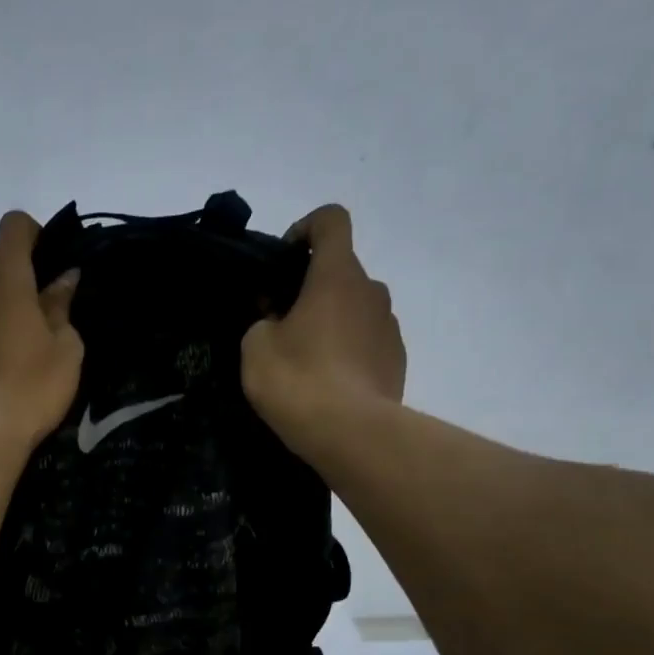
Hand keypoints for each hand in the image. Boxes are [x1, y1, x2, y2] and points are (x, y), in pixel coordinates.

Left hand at [0, 211, 82, 457]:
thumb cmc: (32, 391)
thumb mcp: (66, 350)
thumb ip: (61, 305)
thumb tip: (63, 278)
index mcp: (4, 279)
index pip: (13, 225)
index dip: (33, 234)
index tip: (46, 262)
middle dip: (13, 277)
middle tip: (35, 317)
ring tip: (5, 350)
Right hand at [241, 204, 405, 456]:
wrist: (352, 433)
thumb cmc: (298, 379)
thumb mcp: (255, 347)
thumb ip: (262, 321)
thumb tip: (276, 319)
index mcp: (337, 275)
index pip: (331, 221)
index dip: (306, 228)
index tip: (285, 258)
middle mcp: (372, 291)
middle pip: (342, 271)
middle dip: (312, 289)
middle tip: (283, 323)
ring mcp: (390, 327)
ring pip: (356, 309)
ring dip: (332, 322)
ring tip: (306, 360)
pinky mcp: (398, 360)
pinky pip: (368, 342)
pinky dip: (349, 351)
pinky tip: (329, 384)